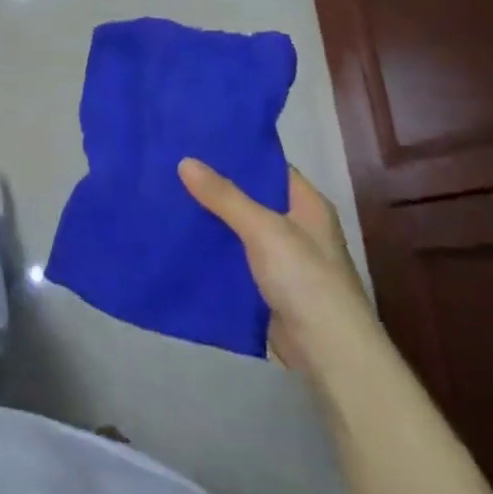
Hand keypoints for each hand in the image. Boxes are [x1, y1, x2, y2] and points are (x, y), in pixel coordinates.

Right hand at [178, 159, 371, 379]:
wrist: (327, 352)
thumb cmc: (305, 279)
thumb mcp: (264, 229)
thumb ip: (225, 196)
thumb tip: (185, 161)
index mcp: (307, 205)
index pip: (269, 167)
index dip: (236, 154)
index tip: (196, 141)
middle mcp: (296, 227)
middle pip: (250, 198)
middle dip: (214, 186)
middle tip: (171, 166)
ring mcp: (281, 259)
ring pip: (237, 229)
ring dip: (209, 218)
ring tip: (165, 195)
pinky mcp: (265, 286)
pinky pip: (233, 258)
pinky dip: (211, 250)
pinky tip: (179, 238)